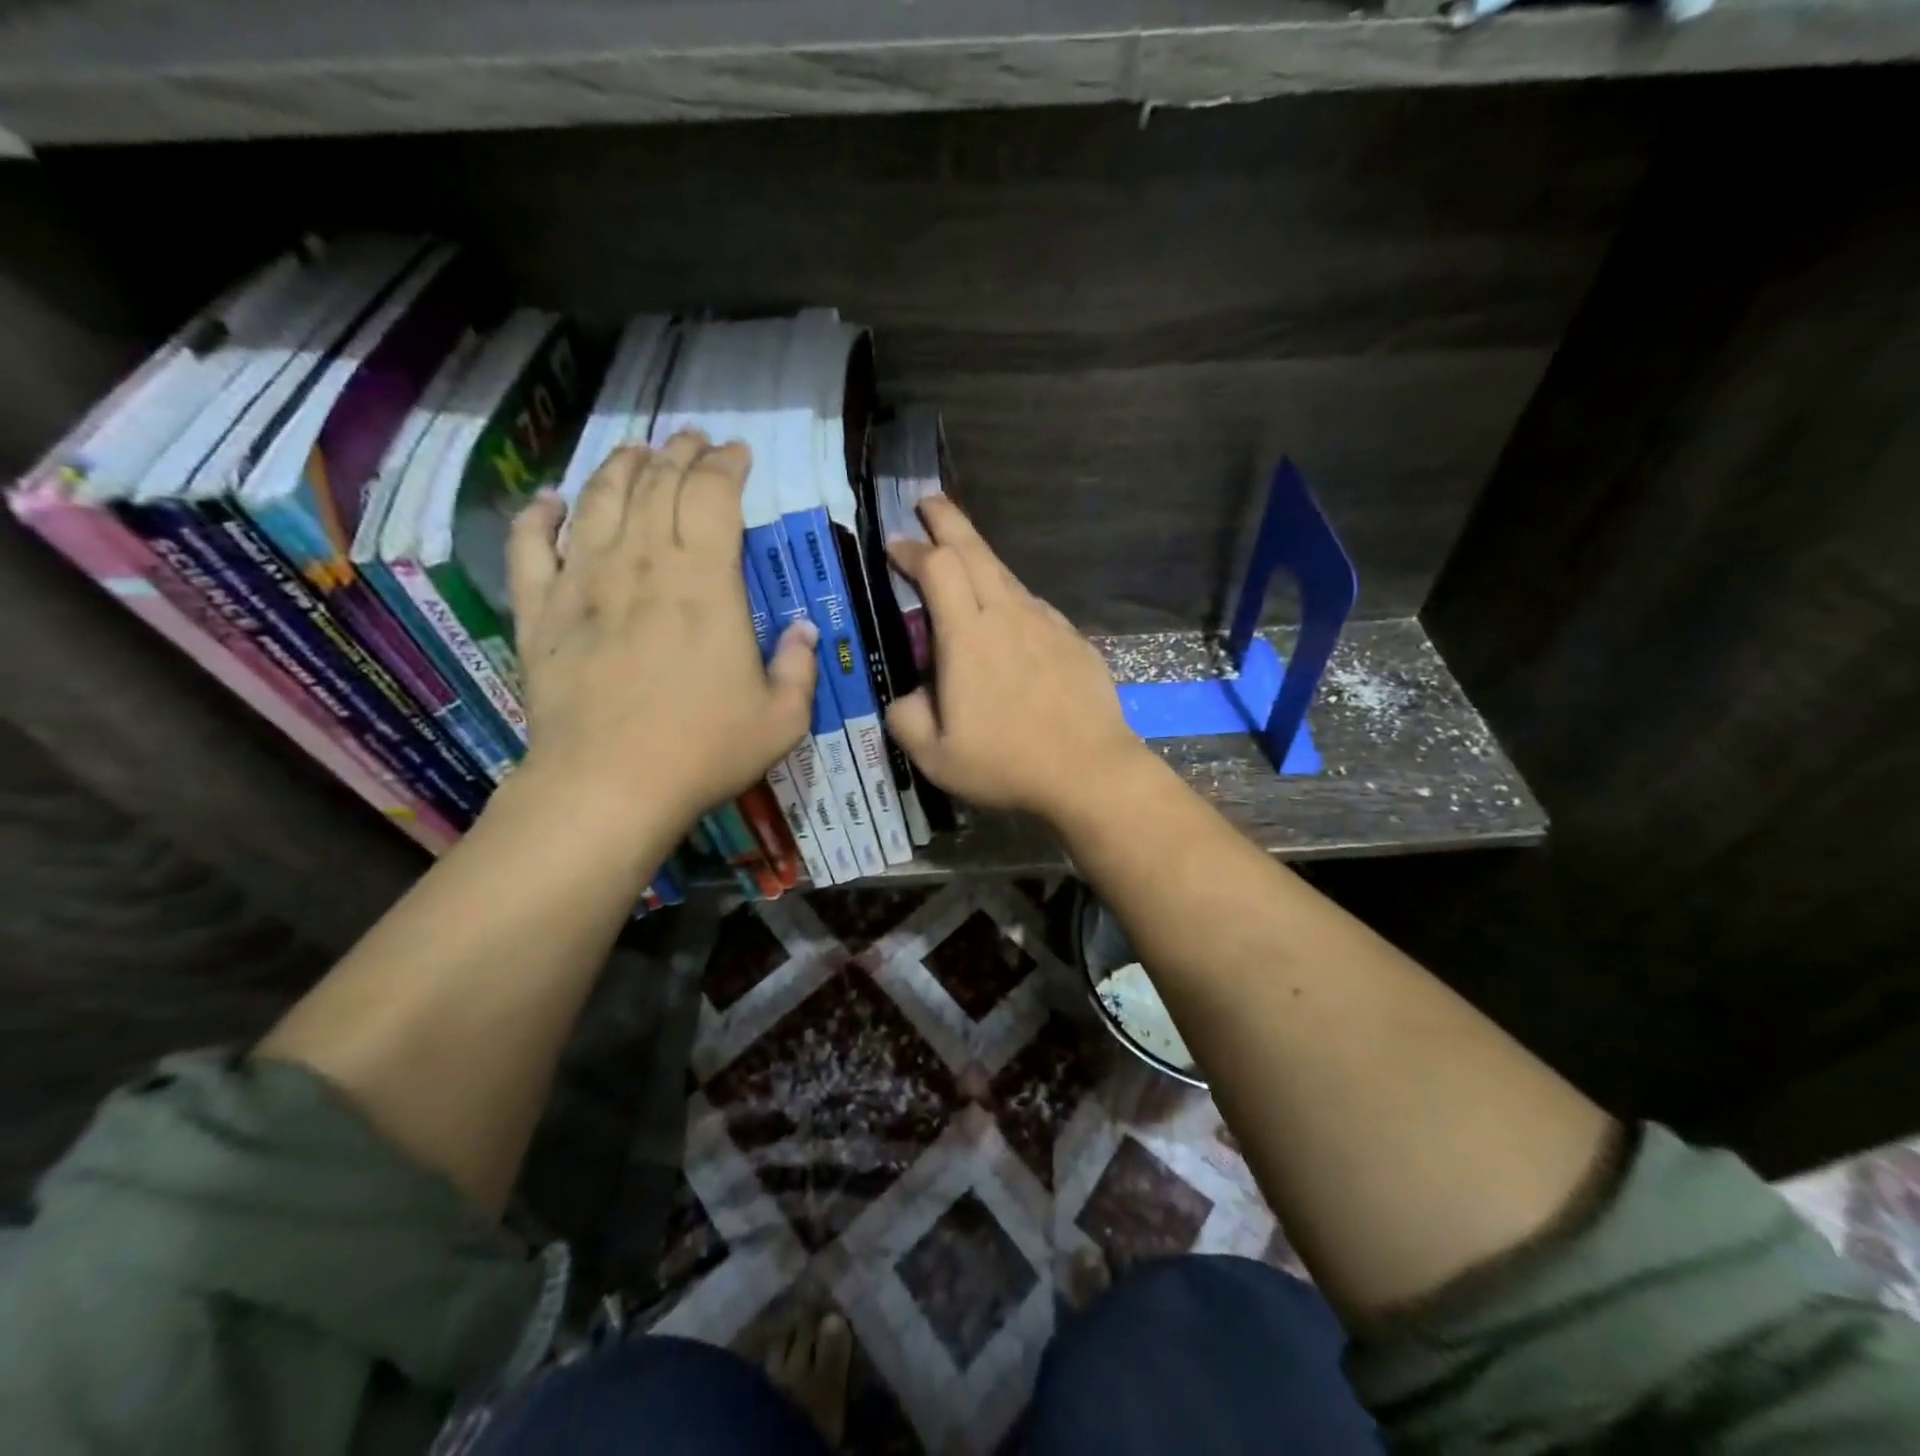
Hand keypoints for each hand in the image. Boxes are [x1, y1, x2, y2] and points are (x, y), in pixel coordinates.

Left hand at [506, 431, 817, 839]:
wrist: (608, 785)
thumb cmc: (704, 750)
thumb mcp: (782, 718)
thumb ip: (799, 667)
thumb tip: (802, 629)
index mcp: (705, 582)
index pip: (713, 494)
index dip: (726, 465)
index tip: (736, 454)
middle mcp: (642, 563)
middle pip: (657, 483)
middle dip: (678, 452)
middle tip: (692, 441)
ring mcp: (583, 581)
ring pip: (598, 498)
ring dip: (620, 466)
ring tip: (635, 452)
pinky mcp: (539, 610)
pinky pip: (529, 545)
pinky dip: (537, 515)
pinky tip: (549, 500)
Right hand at [886, 496, 1147, 824]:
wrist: (1090, 771)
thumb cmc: (1007, 763)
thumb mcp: (935, 756)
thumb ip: (907, 719)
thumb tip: (907, 699)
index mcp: (967, 636)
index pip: (936, 568)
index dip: (912, 549)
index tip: (895, 545)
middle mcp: (1008, 615)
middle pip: (975, 550)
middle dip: (948, 520)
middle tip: (929, 502)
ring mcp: (1046, 624)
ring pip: (1007, 575)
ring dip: (980, 560)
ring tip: (963, 561)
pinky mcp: (1073, 640)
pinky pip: (1034, 607)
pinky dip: (1012, 599)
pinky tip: (1010, 622)